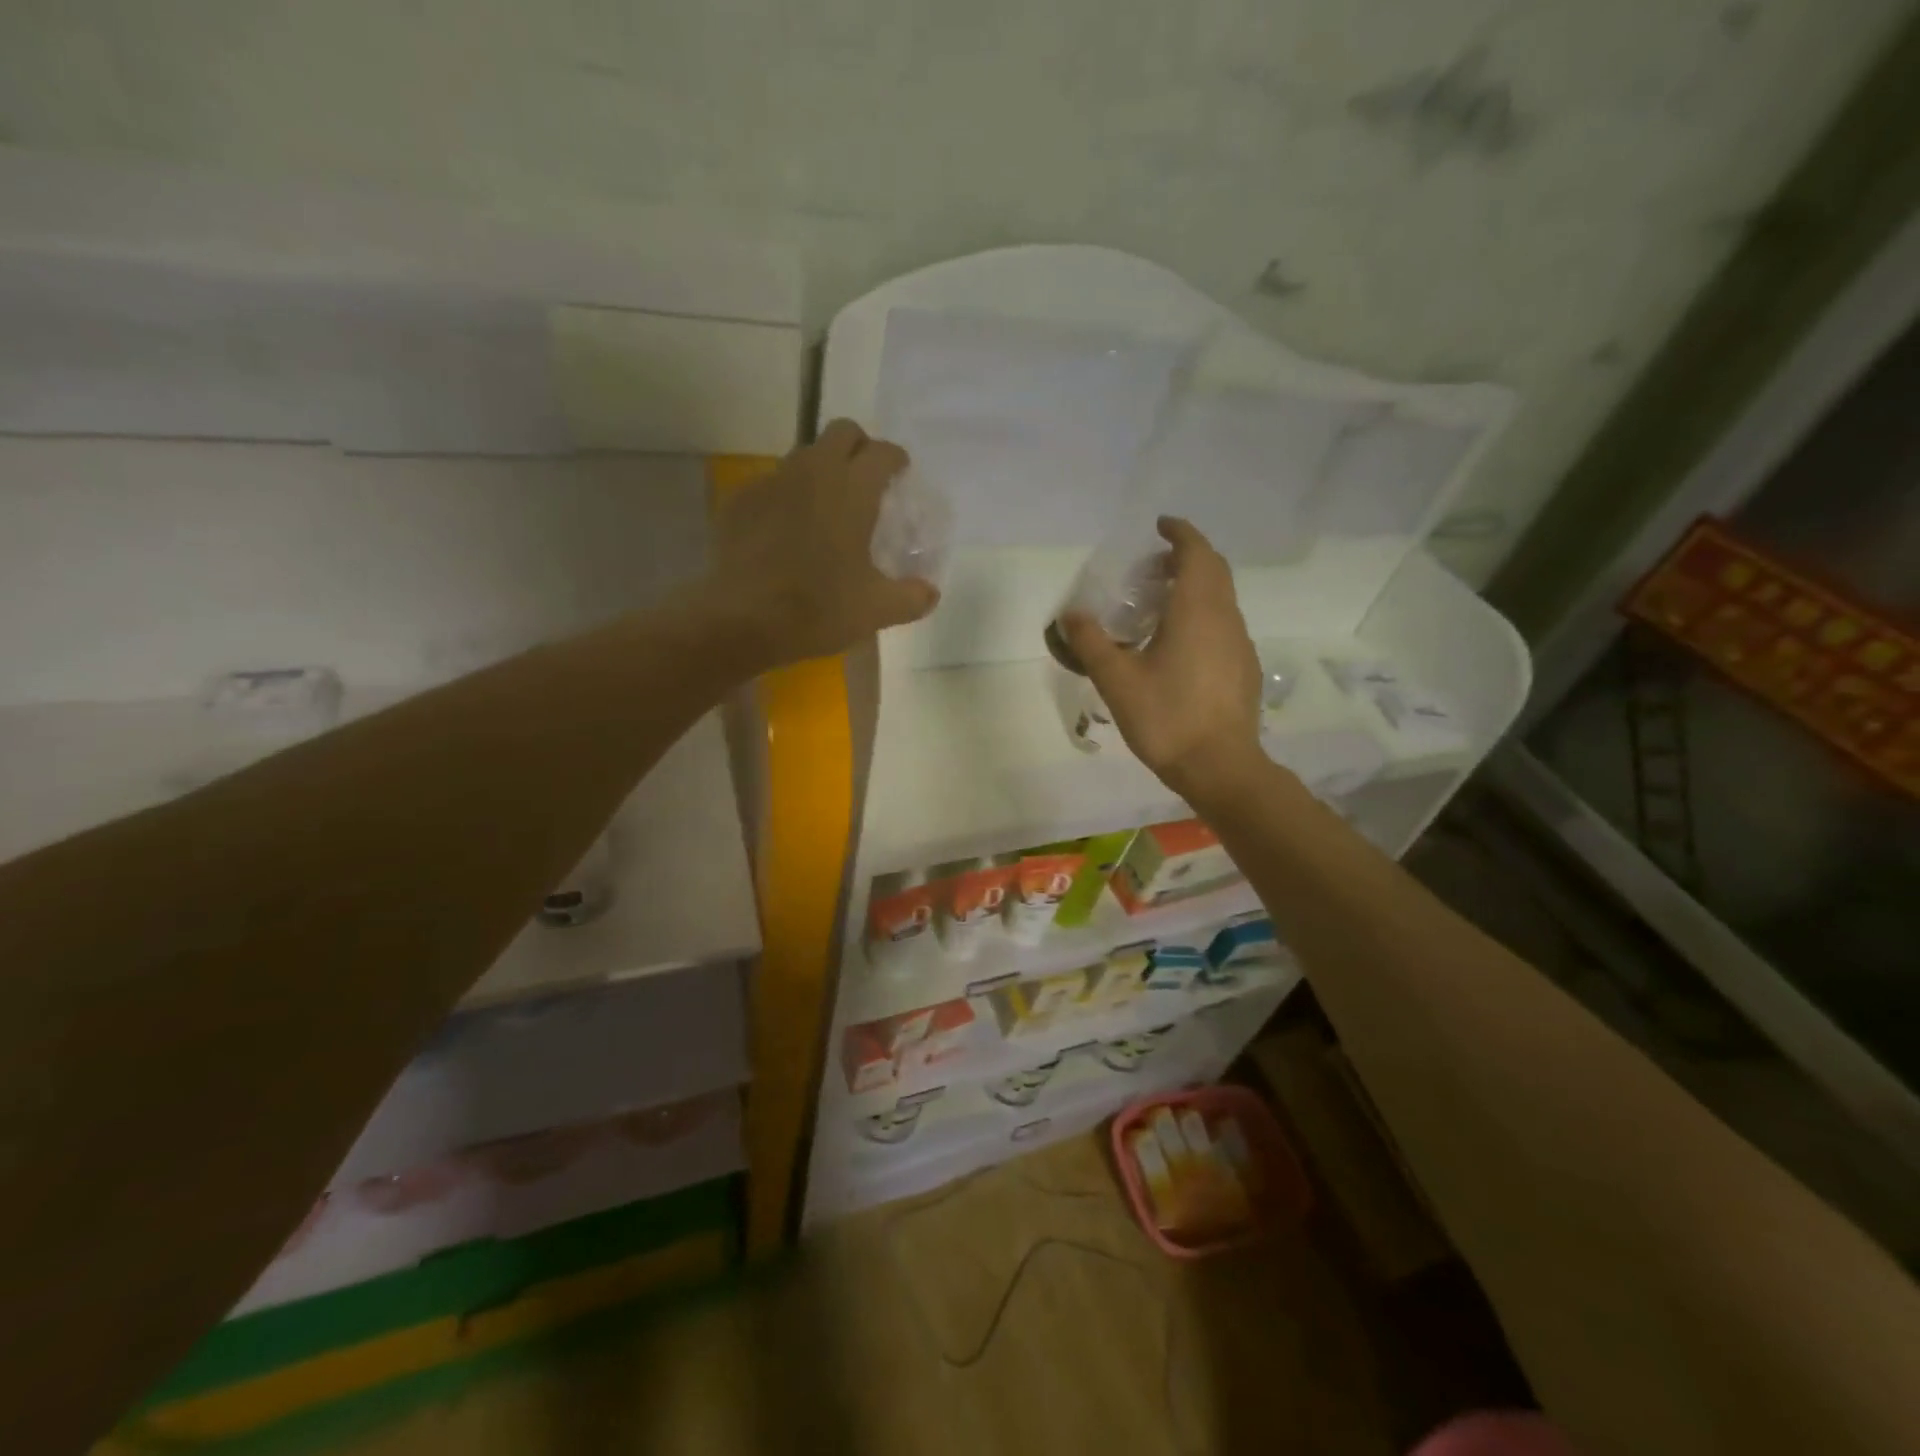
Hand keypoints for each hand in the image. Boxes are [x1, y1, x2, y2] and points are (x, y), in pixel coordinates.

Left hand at [706, 420, 939, 667]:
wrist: (741, 621)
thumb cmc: (818, 608)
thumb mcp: (877, 610)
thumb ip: (912, 597)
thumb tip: (930, 593)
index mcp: (852, 489)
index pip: (882, 452)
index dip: (895, 460)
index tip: (901, 474)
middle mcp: (812, 471)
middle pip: (841, 432)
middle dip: (858, 447)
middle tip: (866, 481)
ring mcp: (771, 482)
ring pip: (804, 457)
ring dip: (822, 471)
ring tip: (827, 510)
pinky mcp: (739, 502)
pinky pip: (771, 485)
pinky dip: (787, 498)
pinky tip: (787, 533)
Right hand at [1061, 517, 1268, 804]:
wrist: (1220, 766)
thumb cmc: (1166, 717)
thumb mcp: (1117, 680)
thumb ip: (1091, 643)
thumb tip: (1070, 614)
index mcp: (1197, 610)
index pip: (1196, 553)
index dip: (1180, 534)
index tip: (1160, 526)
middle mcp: (1225, 618)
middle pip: (1213, 571)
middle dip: (1186, 558)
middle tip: (1152, 567)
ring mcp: (1240, 644)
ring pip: (1221, 599)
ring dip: (1195, 588)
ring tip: (1159, 605)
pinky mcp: (1244, 669)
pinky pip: (1223, 625)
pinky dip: (1202, 615)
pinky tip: (1179, 646)